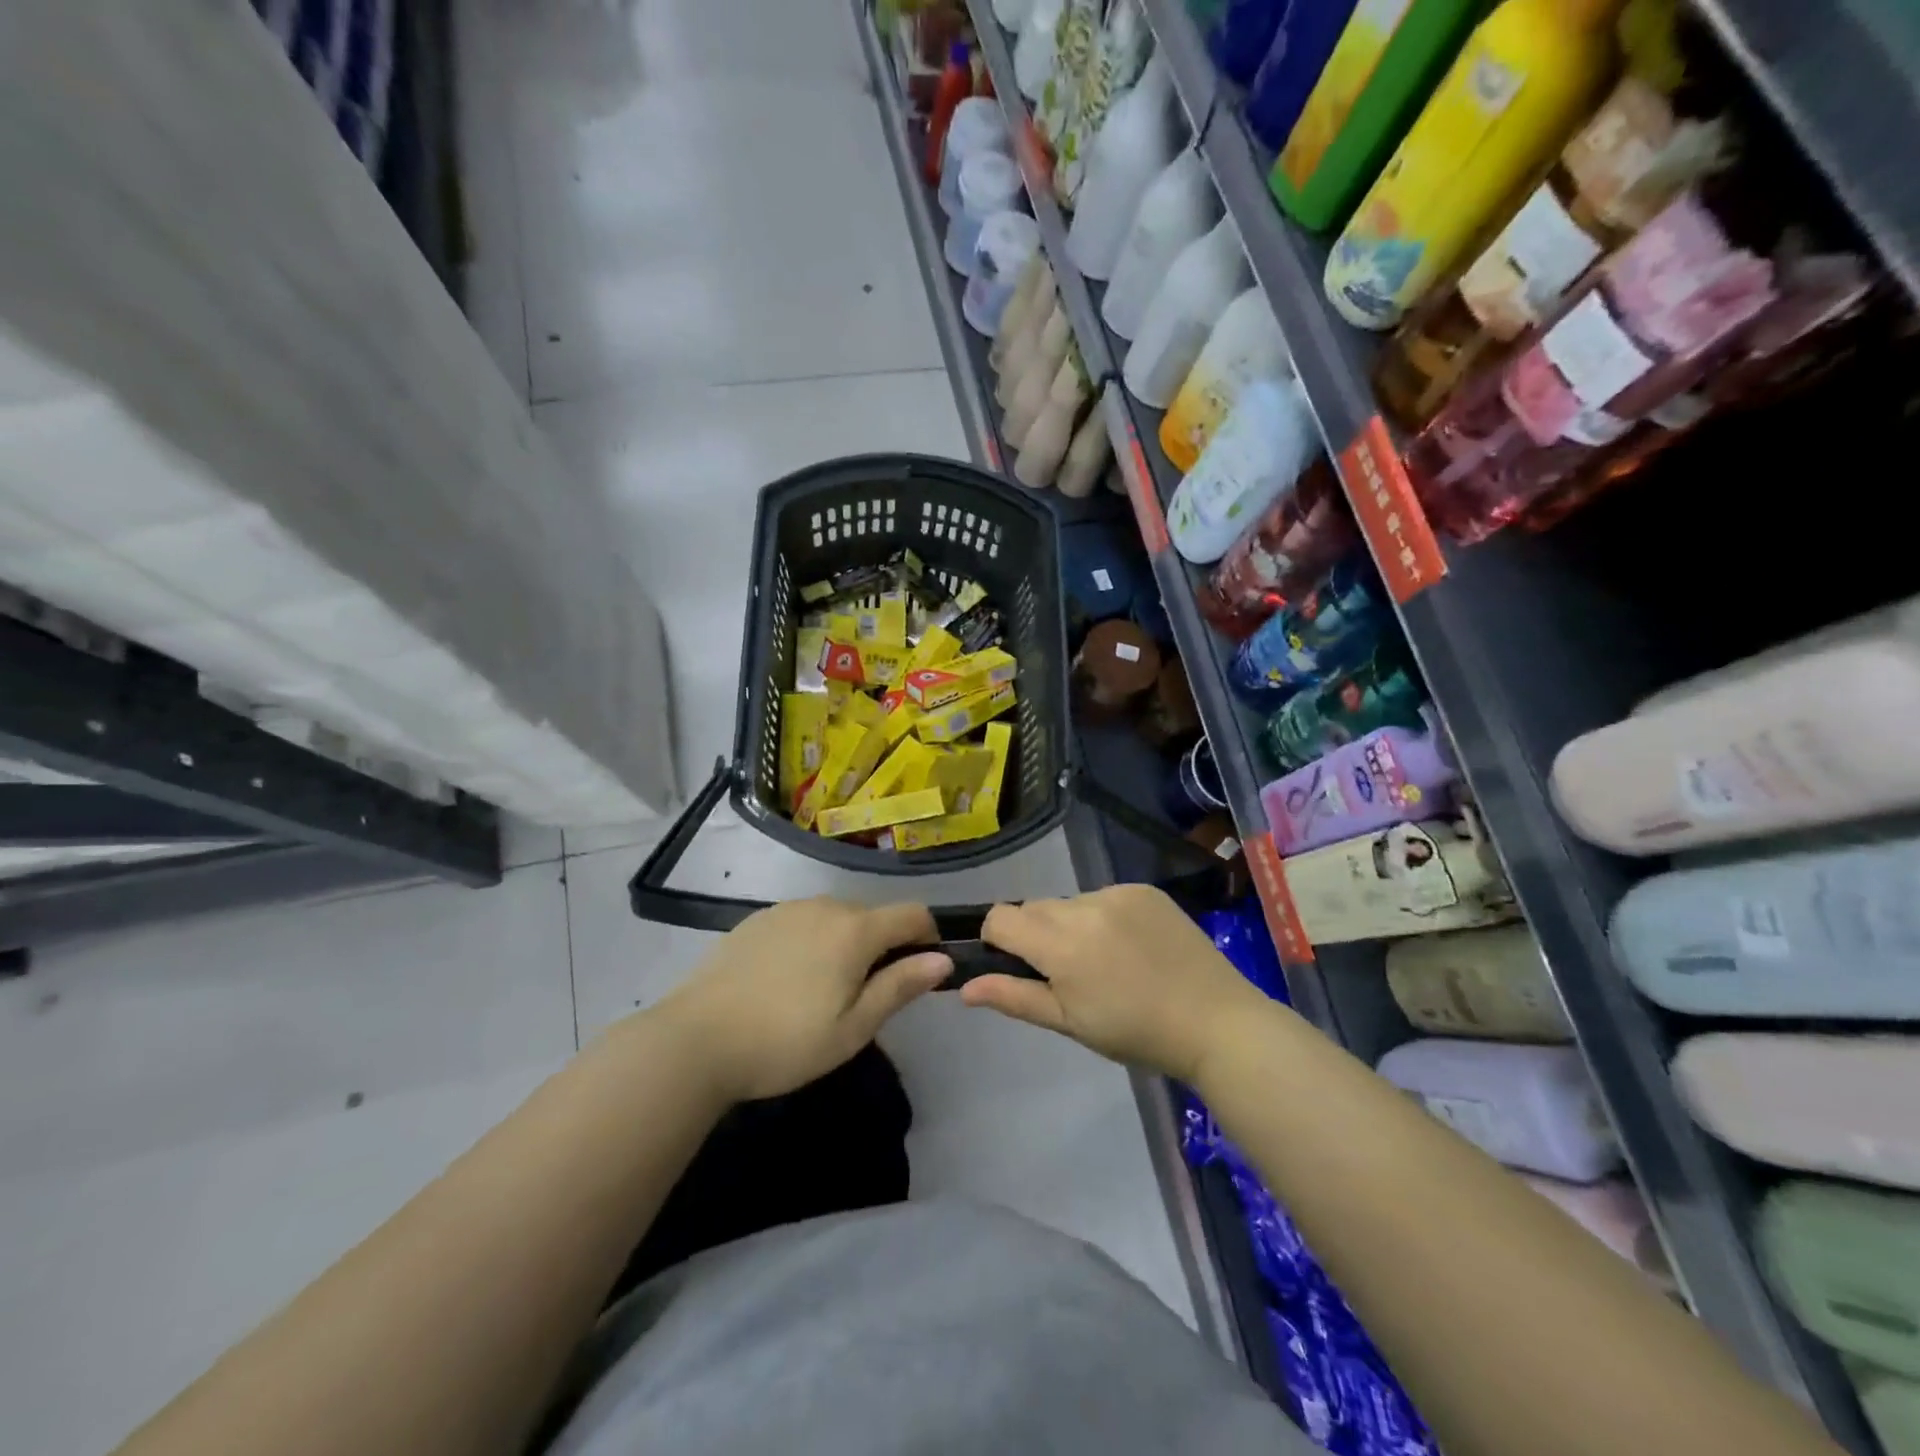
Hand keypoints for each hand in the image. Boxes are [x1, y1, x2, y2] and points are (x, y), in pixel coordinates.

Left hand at [654, 898, 950, 1101]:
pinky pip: (803, 921)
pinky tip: (787, 980)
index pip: (913, 913)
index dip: (927, 937)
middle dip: (884, 945)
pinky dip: (812, 941)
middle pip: (874, 915)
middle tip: (865, 996)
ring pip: (837, 917)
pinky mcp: (758, 918)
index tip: (919, 972)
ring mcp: (788, 908)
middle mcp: (826, 905)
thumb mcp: (853, 1028)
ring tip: (823, 990)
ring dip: (846, 942)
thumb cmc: (785, 1041)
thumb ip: (900, 986)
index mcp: (855, 929)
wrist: (695, 1039)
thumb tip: (944, 960)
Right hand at [963, 885, 1276, 1081]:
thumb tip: (964, 986)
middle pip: (1033, 908)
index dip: (997, 939)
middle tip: (1065, 972)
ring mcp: (1117, 893)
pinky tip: (1130, 946)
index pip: (1001, 917)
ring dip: (1070, 924)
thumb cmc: (1136, 1033)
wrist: (1216, 1021)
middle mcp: (1084, 907)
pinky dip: (1103, 917)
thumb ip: (1014, 998)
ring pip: (1068, 902)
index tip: (1016, 965)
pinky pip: (1103, 896)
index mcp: (1061, 944)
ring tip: (1104, 961)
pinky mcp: (1143, 889)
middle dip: (1035, 934)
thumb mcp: (1070, 1023)